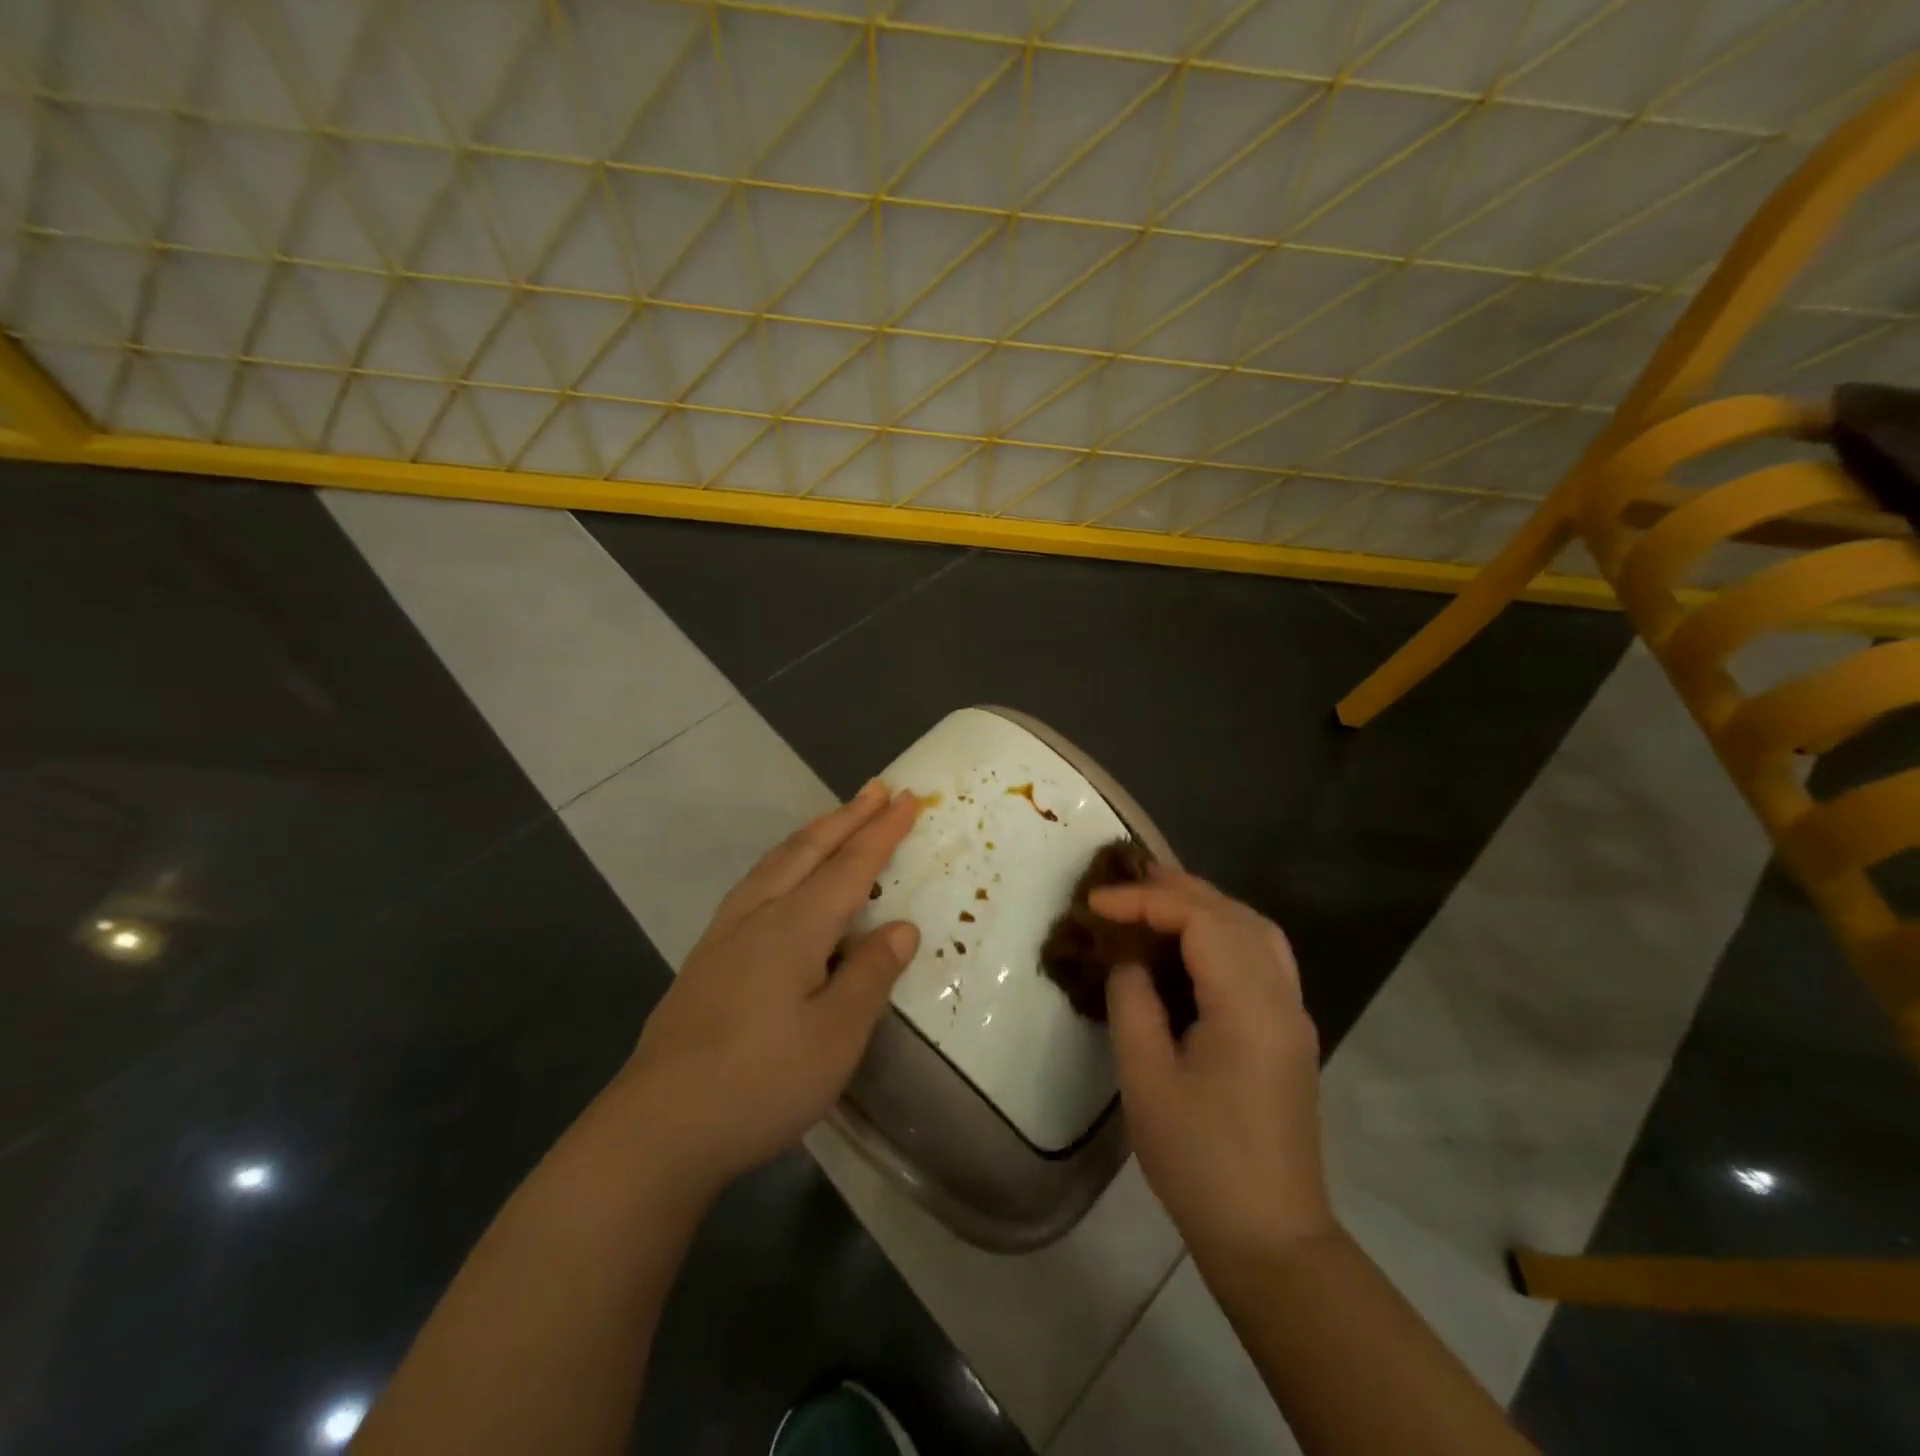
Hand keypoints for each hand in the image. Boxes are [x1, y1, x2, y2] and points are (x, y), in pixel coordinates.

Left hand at [617, 781, 921, 1194]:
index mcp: (794, 927)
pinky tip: (780, 879)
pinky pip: (754, 883)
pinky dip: (783, 860)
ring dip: (812, 834)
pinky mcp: (706, 958)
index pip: (849, 866)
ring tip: (834, 819)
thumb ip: (870, 975)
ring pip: (775, 863)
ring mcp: (725, 934)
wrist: (658, 1128)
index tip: (908, 798)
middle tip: (877, 788)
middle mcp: (758, 915)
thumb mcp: (836, 1036)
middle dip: (847, 817)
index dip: (881, 832)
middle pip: (808, 850)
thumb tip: (900, 927)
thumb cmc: (760, 1082)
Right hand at [1093, 868, 1331, 1259]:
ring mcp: (1293, 1013)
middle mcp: (1281, 996)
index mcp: (1249, 1004)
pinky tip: (1191, 946)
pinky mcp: (1289, 1032)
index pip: (1200, 919)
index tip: (1096, 903)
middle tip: (1121, 887)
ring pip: (1254, 929)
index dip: (1145, 900)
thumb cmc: (1199, 1160)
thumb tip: (1128, 959)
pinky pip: (1261, 956)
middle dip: (1176, 890)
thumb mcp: (1145, 1077)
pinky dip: (1224, 932)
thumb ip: (1132, 1000)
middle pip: (1233, 913)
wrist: (1269, 1237)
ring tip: (1154, 903)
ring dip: (1204, 906)